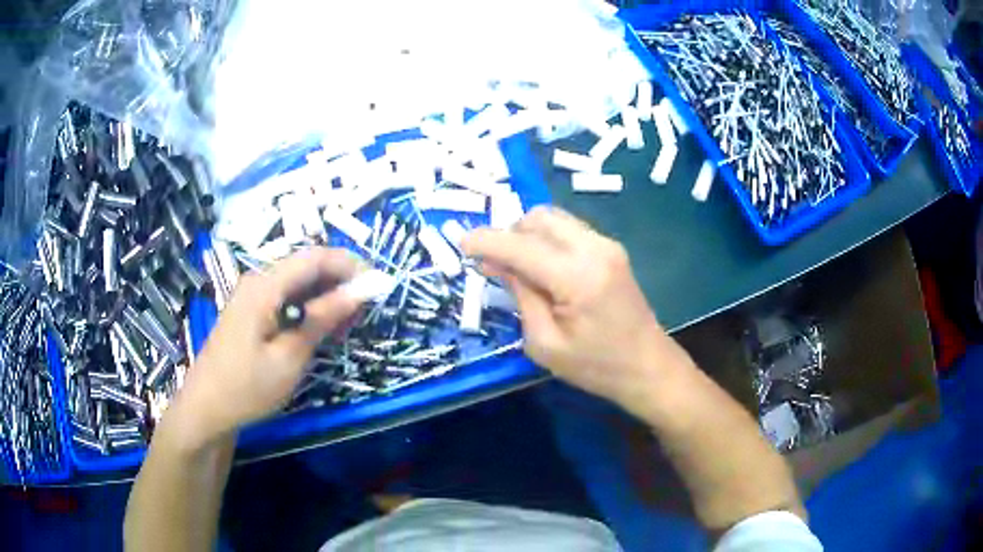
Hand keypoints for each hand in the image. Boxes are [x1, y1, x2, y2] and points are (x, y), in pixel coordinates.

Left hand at [165, 248, 364, 449]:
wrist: (207, 407)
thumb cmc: (247, 386)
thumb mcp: (290, 356)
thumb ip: (322, 318)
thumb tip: (360, 291)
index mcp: (265, 286)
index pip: (315, 257)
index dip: (351, 266)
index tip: (378, 287)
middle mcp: (258, 280)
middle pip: (307, 266)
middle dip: (341, 282)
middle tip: (364, 313)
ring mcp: (253, 294)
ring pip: (299, 282)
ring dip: (327, 297)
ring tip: (347, 326)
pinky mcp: (252, 310)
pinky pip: (287, 297)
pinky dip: (310, 308)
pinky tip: (321, 329)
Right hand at [463, 207, 684, 411]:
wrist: (648, 366)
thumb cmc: (595, 367)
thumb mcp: (545, 344)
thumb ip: (520, 296)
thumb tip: (496, 262)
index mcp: (577, 277)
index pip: (521, 245)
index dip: (486, 241)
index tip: (460, 243)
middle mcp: (594, 248)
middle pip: (538, 218)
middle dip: (509, 234)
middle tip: (495, 265)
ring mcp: (606, 245)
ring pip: (553, 219)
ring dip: (528, 235)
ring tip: (519, 268)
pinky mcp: (611, 249)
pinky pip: (568, 229)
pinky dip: (547, 240)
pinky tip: (543, 268)